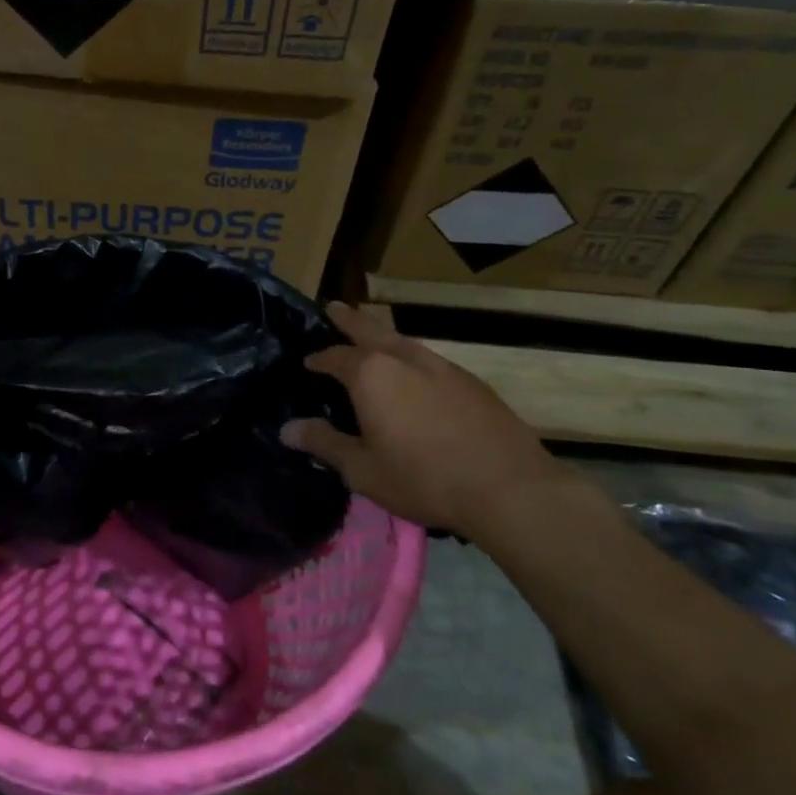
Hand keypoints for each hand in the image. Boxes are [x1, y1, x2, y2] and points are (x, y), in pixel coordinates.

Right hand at [282, 302, 573, 536]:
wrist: (508, 487)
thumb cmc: (423, 478)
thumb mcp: (363, 469)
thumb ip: (325, 444)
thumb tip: (287, 429)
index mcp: (371, 375)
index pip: (335, 357)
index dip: (318, 359)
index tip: (308, 362)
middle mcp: (404, 359)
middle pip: (370, 330)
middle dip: (349, 319)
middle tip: (333, 307)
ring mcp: (442, 366)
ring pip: (403, 341)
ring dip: (382, 335)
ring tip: (372, 336)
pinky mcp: (471, 382)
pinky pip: (429, 359)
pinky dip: (410, 357)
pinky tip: (414, 375)